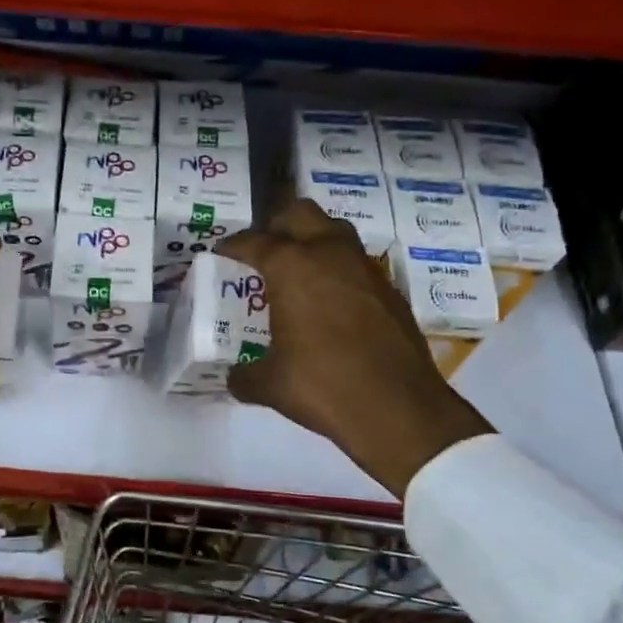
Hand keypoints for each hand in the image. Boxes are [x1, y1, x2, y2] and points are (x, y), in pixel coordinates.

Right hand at [224, 200, 491, 497]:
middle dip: (277, 225)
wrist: (399, 409)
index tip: (222, 253)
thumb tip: (234, 377)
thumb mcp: (270, 385)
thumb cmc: (323, 386)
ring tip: (297, 271)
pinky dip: (338, 271)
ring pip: (335, 231)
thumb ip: (245, 375)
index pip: (255, 241)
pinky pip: (356, 263)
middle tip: (263, 251)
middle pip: (299, 213)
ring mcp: (365, 269)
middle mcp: (329, 254)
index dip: (234, 245)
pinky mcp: (389, 290)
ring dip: (313, 240)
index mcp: (292, 267)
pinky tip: (331, 302)